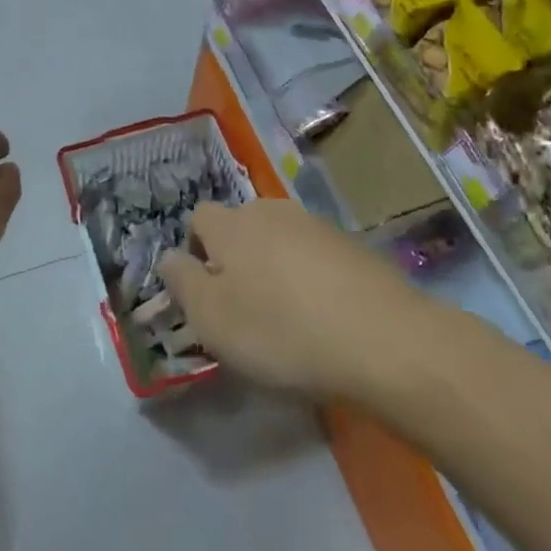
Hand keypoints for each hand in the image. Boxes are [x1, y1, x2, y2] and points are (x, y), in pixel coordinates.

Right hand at [157, 200, 418, 399]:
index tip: (205, 291)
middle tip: (244, 307)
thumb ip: (182, 283)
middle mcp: (271, 212)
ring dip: (274, 267)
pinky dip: (310, 277)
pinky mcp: (352, 245)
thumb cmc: (282, 331)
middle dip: (236, 258)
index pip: (198, 217)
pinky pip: (315, 255)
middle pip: (241, 226)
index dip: (195, 249)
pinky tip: (324, 315)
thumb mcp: (212, 320)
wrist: (383, 339)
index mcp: (232, 225)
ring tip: (287, 315)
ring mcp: (316, 225)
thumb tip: (168, 257)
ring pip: (279, 239)